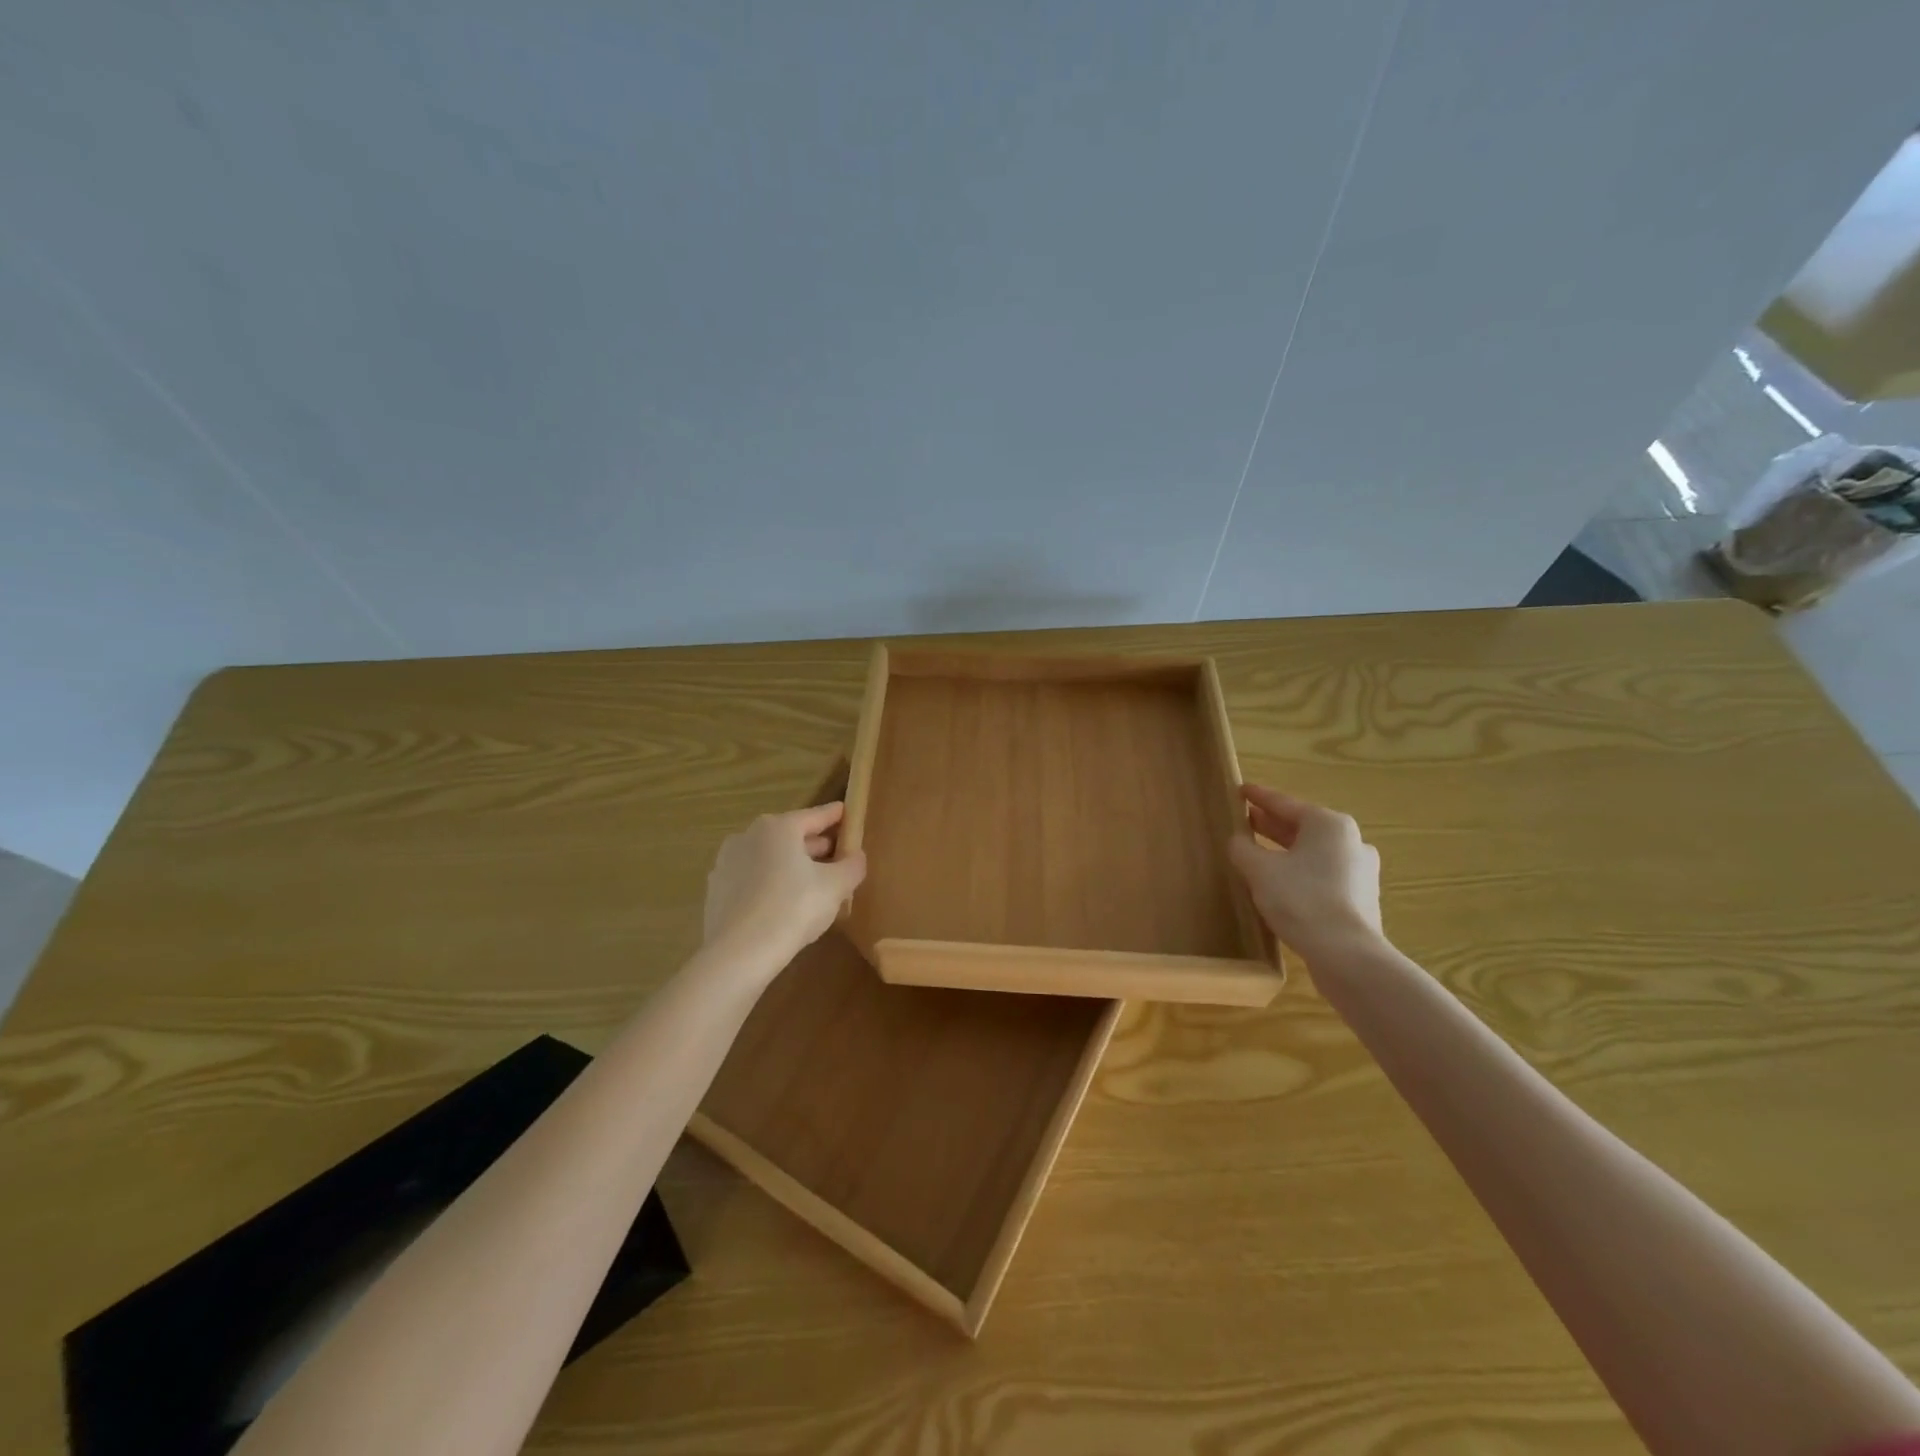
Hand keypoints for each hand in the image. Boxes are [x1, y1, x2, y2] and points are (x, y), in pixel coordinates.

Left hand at [703, 802, 867, 963]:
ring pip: (769, 858)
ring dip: (792, 866)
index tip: (848, 813)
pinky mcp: (716, 891)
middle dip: (815, 845)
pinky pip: (753, 880)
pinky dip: (771, 884)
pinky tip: (784, 904)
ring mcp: (727, 863)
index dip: (835, 816)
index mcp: (778, 827)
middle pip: (790, 836)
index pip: (815, 816)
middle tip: (838, 855)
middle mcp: (748, 836)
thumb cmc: (793, 908)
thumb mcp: (836, 886)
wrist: (738, 953)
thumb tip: (856, 856)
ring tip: (814, 883)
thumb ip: (852, 866)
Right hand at [1227, 784, 1383, 963]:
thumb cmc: (1301, 900)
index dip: (1258, 797)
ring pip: (1314, 852)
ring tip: (1259, 853)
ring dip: (1286, 850)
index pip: (1284, 803)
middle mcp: (1351, 841)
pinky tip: (1281, 883)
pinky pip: (1323, 874)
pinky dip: (1300, 871)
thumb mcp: (1259, 870)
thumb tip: (1238, 841)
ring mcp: (1360, 871)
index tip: (1239, 790)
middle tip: (1245, 820)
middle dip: (1272, 824)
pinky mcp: (1360, 898)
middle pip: (1302, 826)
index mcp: (1329, 824)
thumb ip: (1243, 849)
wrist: (1347, 955)